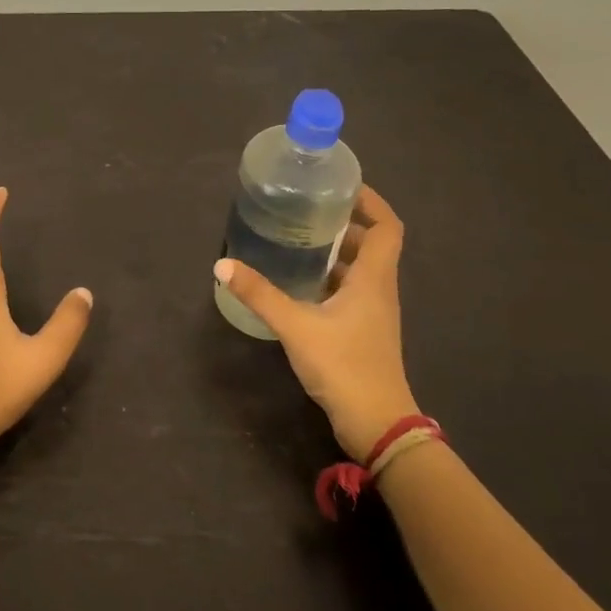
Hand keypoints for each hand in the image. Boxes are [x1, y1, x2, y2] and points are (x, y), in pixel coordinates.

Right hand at [214, 183, 416, 462]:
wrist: (377, 424)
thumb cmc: (344, 366)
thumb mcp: (296, 326)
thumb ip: (260, 294)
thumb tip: (222, 264)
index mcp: (373, 279)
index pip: (387, 227)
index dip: (371, 202)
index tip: (341, 186)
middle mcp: (378, 290)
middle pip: (372, 244)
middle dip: (345, 223)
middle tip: (307, 210)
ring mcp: (373, 313)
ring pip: (360, 269)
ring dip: (336, 252)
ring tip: (298, 239)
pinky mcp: (362, 331)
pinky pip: (350, 291)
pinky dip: (330, 278)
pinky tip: (299, 282)